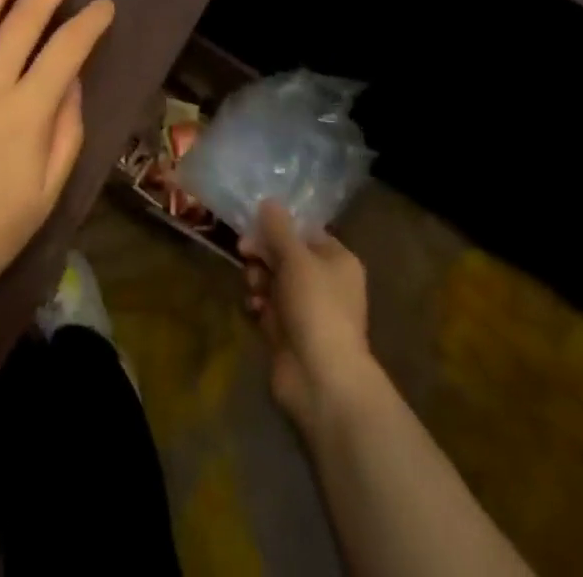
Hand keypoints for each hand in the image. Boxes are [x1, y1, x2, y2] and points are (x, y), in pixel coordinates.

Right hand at [241, 200, 375, 431]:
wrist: (321, 379)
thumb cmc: (316, 306)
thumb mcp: (296, 257)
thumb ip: (278, 228)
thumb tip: (269, 202)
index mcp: (337, 260)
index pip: (305, 231)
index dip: (279, 226)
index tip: (254, 224)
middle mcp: (324, 282)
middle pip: (286, 254)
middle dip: (263, 252)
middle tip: (244, 252)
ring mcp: (306, 309)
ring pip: (273, 279)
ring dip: (258, 278)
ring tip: (255, 287)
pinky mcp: (288, 333)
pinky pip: (268, 306)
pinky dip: (258, 303)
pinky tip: (254, 307)